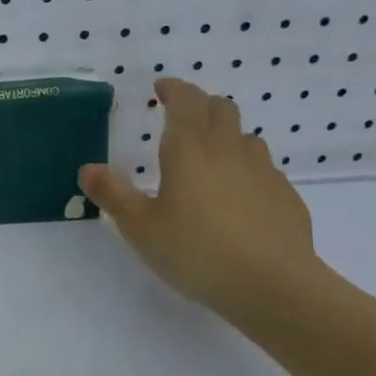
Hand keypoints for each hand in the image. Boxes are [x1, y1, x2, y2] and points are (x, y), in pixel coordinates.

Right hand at [78, 77, 321, 317]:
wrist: (275, 287)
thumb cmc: (197, 251)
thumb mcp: (140, 227)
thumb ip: (112, 194)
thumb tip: (88, 168)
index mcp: (190, 149)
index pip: (186, 100)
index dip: (174, 89)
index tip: (161, 89)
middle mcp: (229, 150)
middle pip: (221, 109)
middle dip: (201, 105)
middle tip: (182, 118)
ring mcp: (264, 173)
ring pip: (246, 138)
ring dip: (226, 137)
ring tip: (210, 159)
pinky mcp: (286, 198)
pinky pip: (264, 171)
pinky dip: (247, 172)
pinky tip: (238, 200)